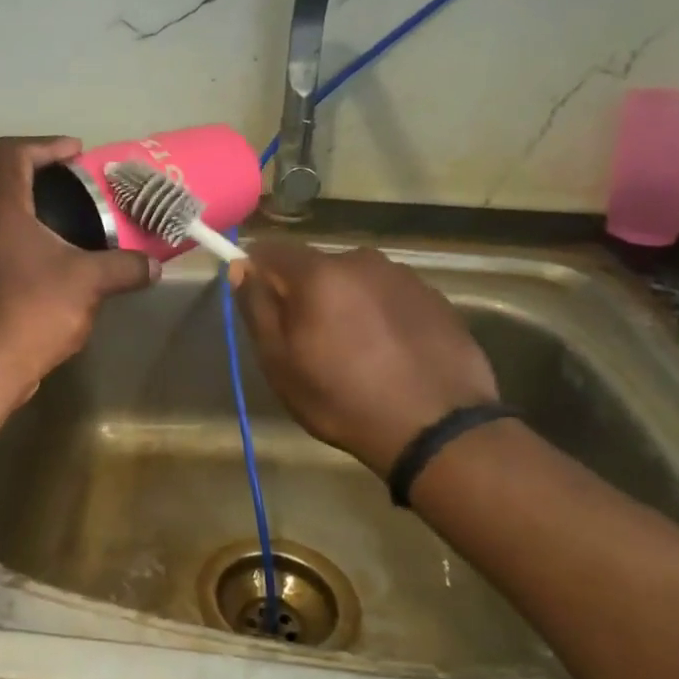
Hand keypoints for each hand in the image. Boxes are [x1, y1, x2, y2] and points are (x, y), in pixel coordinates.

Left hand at [0, 137, 157, 398]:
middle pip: (13, 184)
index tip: (77, 155)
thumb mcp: (90, 283)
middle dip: (51, 181)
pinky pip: (11, 246)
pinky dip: (38, 244)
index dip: (45, 144)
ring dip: (45, 216)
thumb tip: (154, 266)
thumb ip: (126, 267)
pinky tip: (66, 265)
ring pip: (12, 219)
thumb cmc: (36, 310)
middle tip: (88, 191)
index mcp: (4, 212)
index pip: (12, 154)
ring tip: (83, 227)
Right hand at [230, 242, 497, 476]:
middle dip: (305, 293)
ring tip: (355, 351)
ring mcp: (404, 277)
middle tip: (309, 342)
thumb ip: (257, 308)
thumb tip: (241, 267)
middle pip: (315, 266)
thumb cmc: (343, 399)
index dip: (257, 273)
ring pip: (355, 281)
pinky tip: (389, 354)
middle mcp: (362, 261)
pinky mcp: (434, 298)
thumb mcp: (280, 363)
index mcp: (319, 273)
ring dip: (345, 303)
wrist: (437, 428)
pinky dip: (380, 315)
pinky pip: (389, 296)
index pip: (271, 250)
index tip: (261, 307)